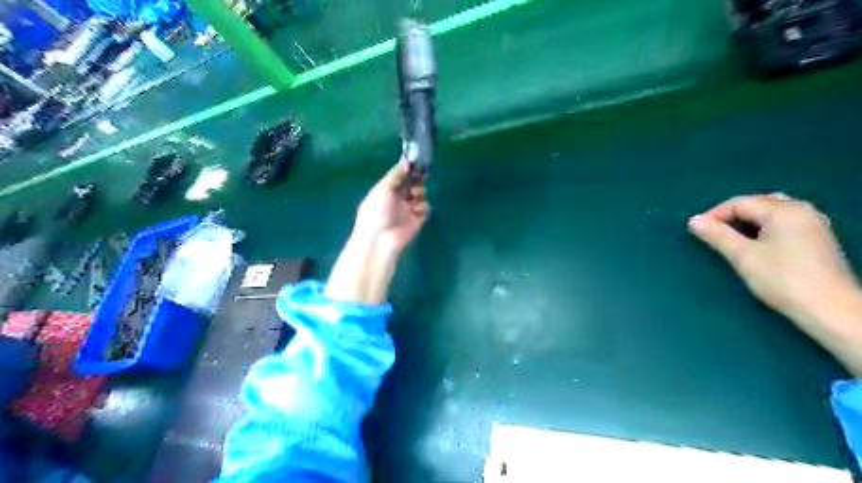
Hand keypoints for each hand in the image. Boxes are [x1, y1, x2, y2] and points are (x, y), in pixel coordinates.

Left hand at [351, 158, 428, 256]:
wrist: (380, 239)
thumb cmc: (376, 210)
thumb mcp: (383, 188)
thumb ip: (395, 174)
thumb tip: (406, 162)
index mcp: (386, 190)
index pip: (399, 177)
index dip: (408, 170)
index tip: (417, 162)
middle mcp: (397, 199)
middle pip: (411, 185)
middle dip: (417, 180)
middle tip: (423, 174)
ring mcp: (407, 210)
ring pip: (420, 196)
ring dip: (420, 193)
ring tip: (414, 195)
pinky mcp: (416, 221)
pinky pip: (424, 210)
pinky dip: (423, 207)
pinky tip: (416, 210)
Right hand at [693, 194, 861, 374]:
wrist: (830, 310)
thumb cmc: (782, 279)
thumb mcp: (743, 256)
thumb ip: (717, 235)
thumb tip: (693, 220)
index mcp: (784, 210)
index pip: (739, 203)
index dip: (714, 215)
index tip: (697, 232)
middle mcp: (802, 210)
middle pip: (757, 203)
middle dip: (732, 216)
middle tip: (714, 234)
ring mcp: (814, 224)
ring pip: (771, 213)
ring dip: (748, 223)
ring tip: (732, 240)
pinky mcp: (817, 240)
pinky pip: (783, 223)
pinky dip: (764, 229)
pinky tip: (756, 246)